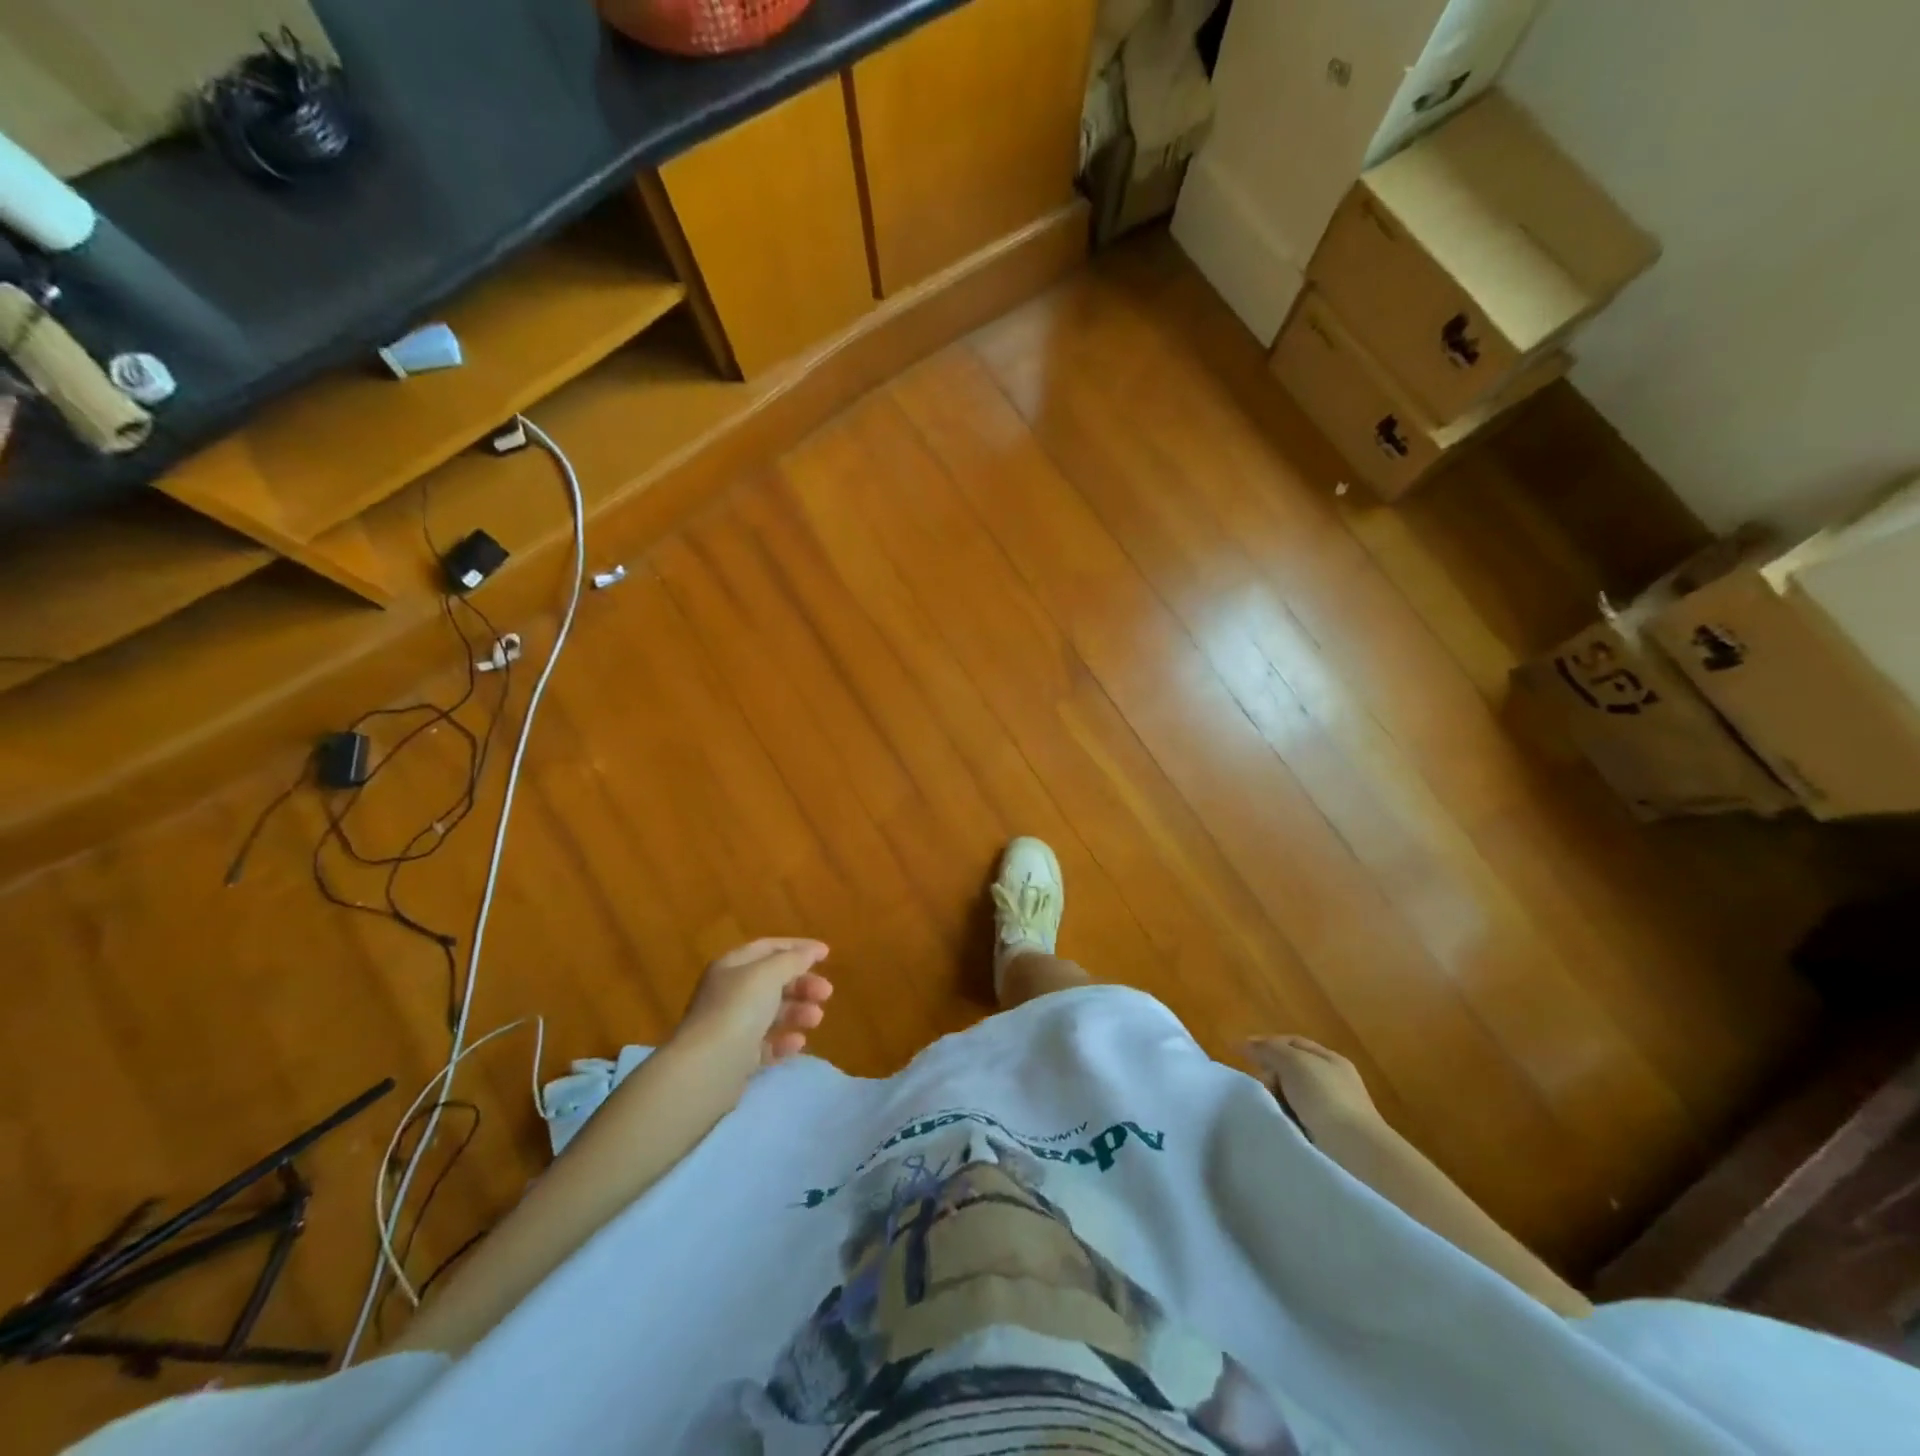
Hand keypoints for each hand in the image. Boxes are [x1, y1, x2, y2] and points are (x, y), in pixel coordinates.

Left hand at [675, 938, 833, 1075]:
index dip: (798, 948)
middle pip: (772, 981)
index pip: (768, 948)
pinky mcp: (736, 1058)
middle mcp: (729, 993)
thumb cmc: (738, 1009)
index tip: (827, 954)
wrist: (706, 1069)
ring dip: (797, 1011)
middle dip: (802, 984)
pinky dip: (784, 1041)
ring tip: (816, 1019)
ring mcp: (731, 1026)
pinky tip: (798, 1042)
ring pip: (771, 1013)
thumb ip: (793, 960)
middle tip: (827, 993)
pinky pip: (765, 1044)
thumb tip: (810, 952)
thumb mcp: (769, 974)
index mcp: (732, 967)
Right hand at [1244, 1036, 1378, 1135]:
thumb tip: (1243, 1044)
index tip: (1238, 1052)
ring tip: (1269, 1108)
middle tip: (1260, 1085)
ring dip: (1277, 1098)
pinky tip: (1279, 1123)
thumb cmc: (1325, 1097)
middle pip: (1290, 1069)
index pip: (1292, 1042)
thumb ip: (1268, 1049)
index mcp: (1330, 1059)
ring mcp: (1332, 1109)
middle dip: (1270, 1073)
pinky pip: (1296, 1118)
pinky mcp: (1328, 1135)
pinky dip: (1285, 1118)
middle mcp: (1333, 1081)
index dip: (1265, 1043)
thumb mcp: (1293, 1062)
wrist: (1354, 1151)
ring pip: (1291, 1095)